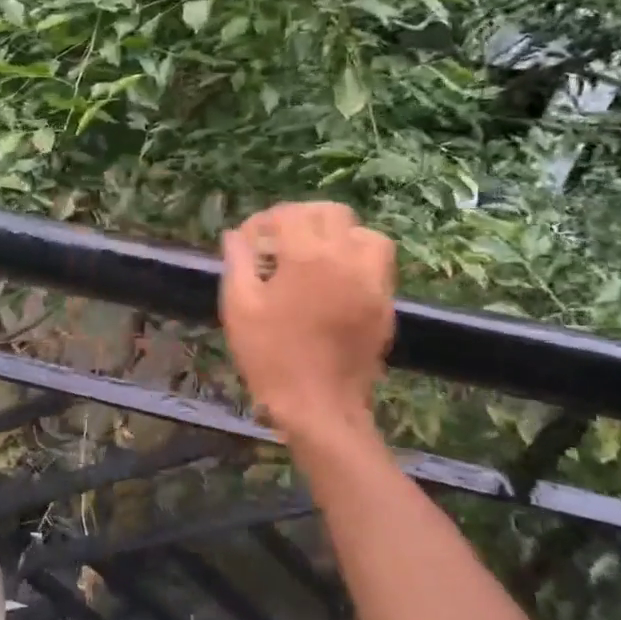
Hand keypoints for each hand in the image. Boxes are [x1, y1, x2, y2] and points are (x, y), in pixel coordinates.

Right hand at [220, 202, 395, 434]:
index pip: (288, 215)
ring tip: (316, 254)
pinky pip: (378, 264)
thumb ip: (238, 262)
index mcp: (307, 256)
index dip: (264, 221)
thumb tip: (235, 235)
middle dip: (302, 218)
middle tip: (280, 240)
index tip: (249, 239)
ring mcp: (373, 281)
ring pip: (364, 234)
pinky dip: (357, 259)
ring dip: (338, 235)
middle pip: (331, 213)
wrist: (318, 406)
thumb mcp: (239, 307)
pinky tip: (335, 280)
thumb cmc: (270, 355)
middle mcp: (347, 259)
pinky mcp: (386, 304)